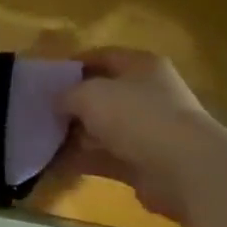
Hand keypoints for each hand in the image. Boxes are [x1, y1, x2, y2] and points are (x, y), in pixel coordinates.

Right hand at [56, 47, 226, 224]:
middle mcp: (148, 94)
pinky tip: (54, 163)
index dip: (71, 65)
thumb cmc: (136, 115)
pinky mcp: (147, 163)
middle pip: (101, 94)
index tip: (43, 79)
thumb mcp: (89, 94)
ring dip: (75, 135)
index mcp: (141, 65)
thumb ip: (66, 94)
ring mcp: (149, 130)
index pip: (100, 56)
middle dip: (71, 105)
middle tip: (39, 112)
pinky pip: (107, 157)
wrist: (186, 170)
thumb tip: (57, 103)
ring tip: (41, 140)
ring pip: (102, 128)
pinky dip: (83, 160)